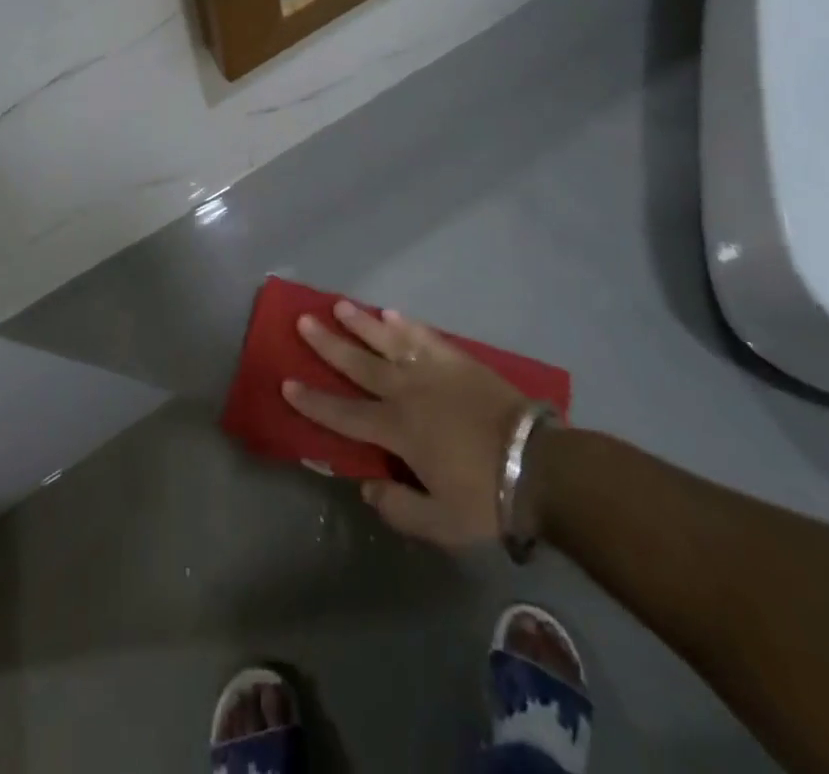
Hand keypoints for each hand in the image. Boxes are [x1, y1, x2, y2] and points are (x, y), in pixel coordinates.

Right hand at [284, 301, 533, 548]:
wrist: (541, 466)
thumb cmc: (488, 497)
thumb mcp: (441, 524)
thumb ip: (399, 508)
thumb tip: (367, 487)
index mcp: (397, 431)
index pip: (344, 414)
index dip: (313, 401)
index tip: (287, 383)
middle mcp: (406, 392)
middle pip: (358, 364)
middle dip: (327, 344)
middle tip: (303, 321)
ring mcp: (432, 371)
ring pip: (387, 341)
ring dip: (361, 323)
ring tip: (339, 304)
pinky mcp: (457, 360)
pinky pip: (425, 336)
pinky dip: (406, 324)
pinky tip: (391, 313)